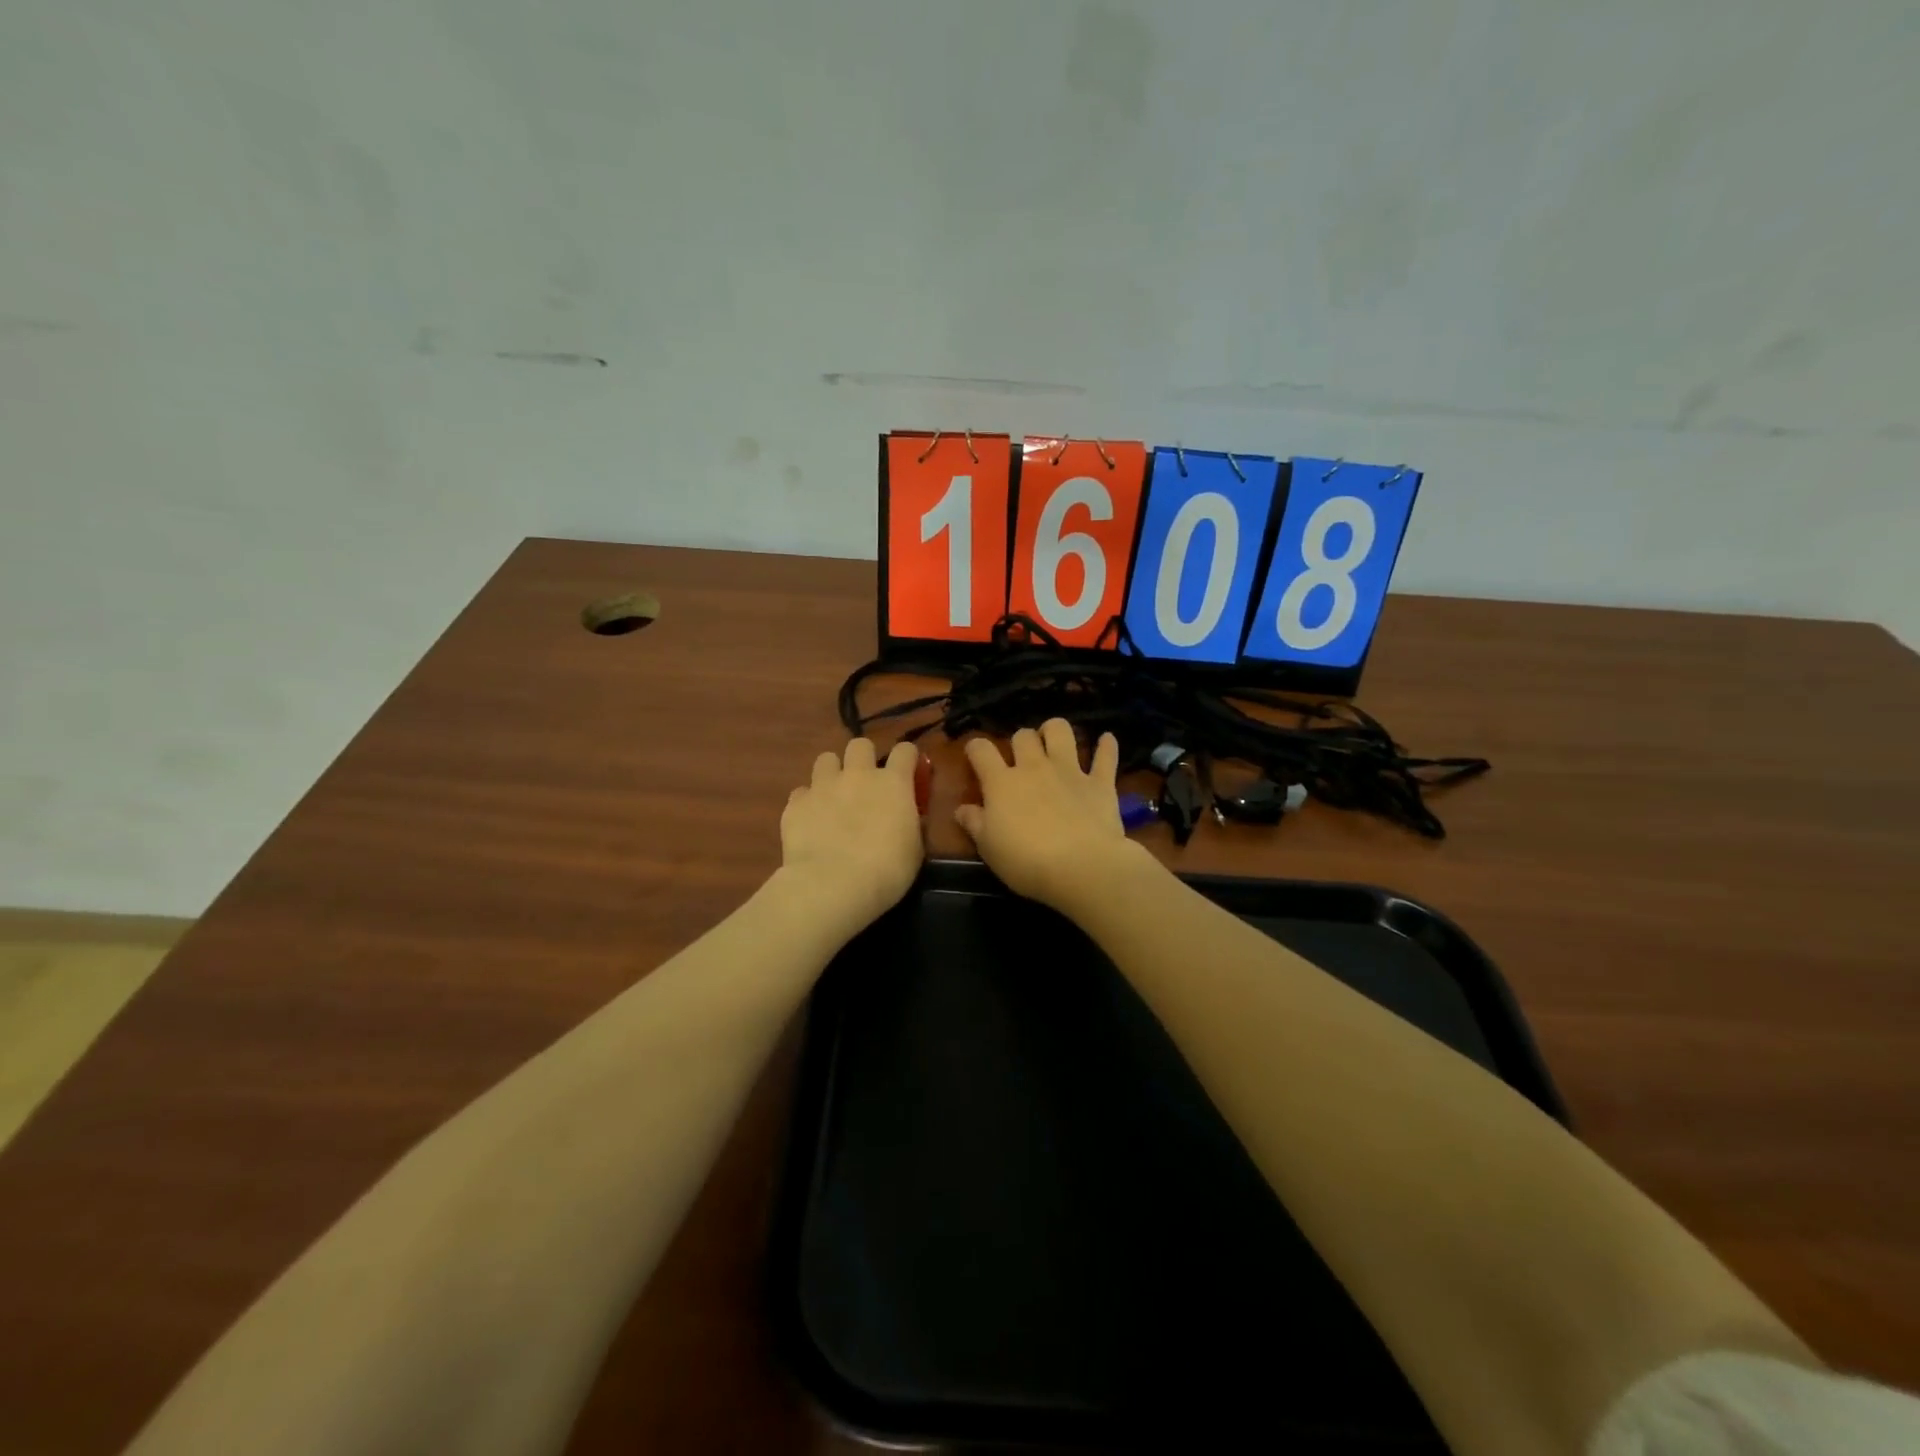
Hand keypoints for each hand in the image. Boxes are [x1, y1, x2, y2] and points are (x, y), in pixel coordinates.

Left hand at [779, 738, 924, 930]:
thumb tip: (907, 816)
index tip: (908, 770)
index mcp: (893, 784)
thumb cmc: (886, 871)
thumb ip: (911, 824)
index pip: (905, 751)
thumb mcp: (914, 849)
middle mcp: (858, 775)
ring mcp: (823, 786)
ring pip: (825, 759)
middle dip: (863, 758)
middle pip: (860, 745)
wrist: (833, 885)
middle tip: (865, 782)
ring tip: (833, 795)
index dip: (908, 757)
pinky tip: (810, 821)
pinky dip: (807, 802)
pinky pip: (801, 792)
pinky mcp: (796, 803)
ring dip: (832, 773)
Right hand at [955, 719, 1144, 910]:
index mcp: (1002, 782)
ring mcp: (1070, 771)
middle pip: (1023, 736)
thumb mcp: (989, 848)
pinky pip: (1105, 756)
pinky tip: (1106, 740)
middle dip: (1020, 741)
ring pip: (1061, 731)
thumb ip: (974, 824)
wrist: (1082, 867)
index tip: (975, 756)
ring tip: (1054, 741)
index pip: (981, 750)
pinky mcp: (1100, 782)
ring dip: (1055, 731)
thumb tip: (961, 808)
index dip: (975, 748)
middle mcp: (1034, 767)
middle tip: (1021, 758)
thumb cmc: (1027, 861)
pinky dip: (1106, 746)